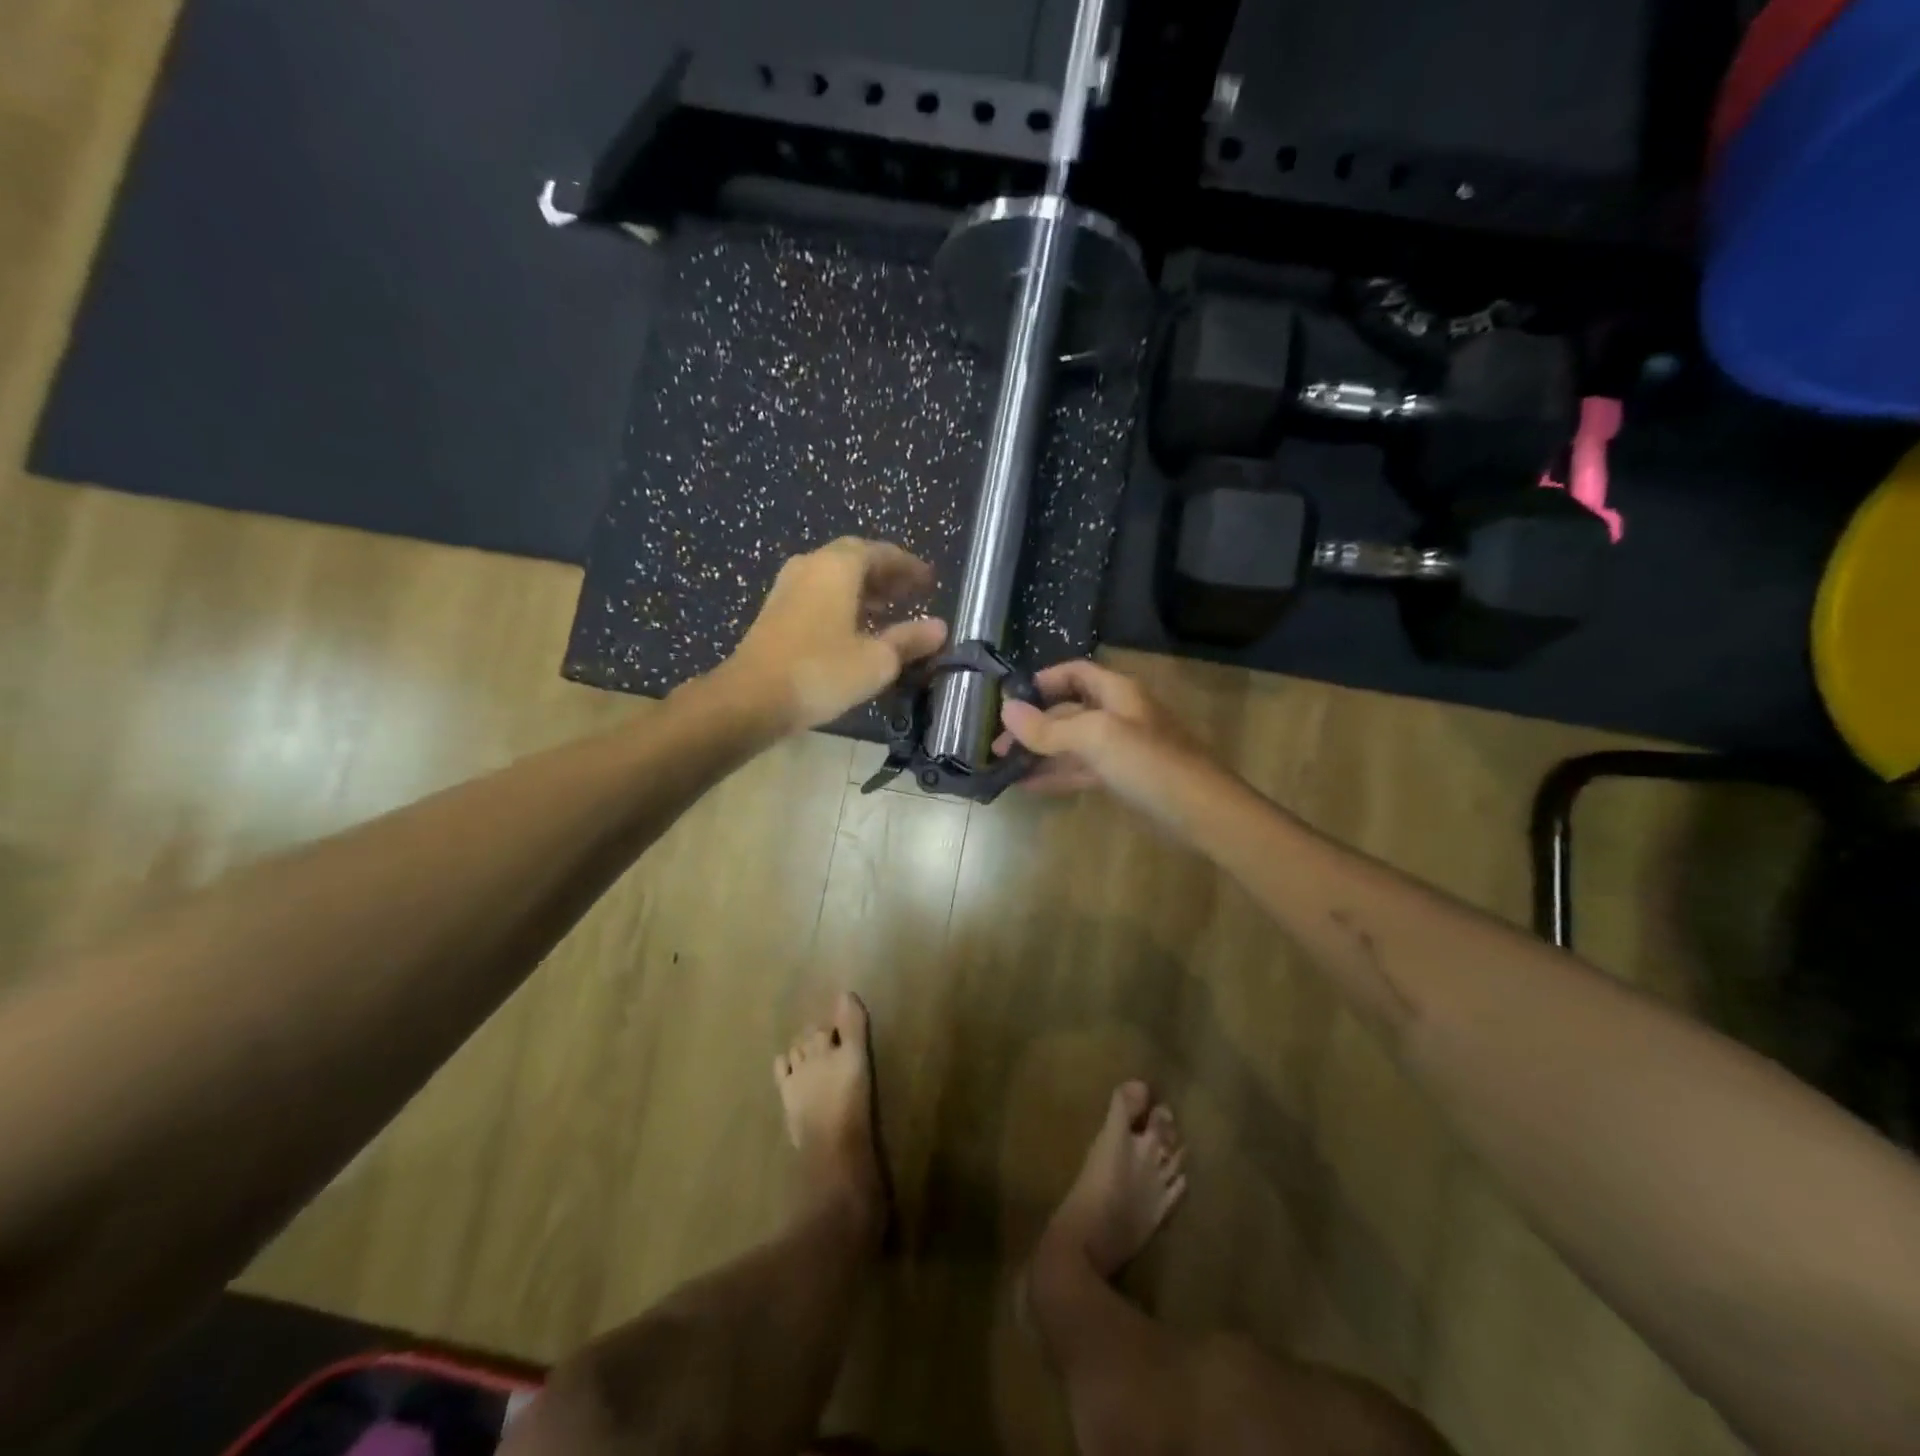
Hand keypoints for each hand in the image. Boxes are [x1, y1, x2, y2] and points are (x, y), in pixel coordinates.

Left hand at [720, 538, 947, 731]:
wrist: (751, 698)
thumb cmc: (821, 672)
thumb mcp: (876, 660)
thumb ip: (909, 640)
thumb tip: (939, 627)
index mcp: (838, 567)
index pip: (881, 552)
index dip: (908, 566)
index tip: (928, 581)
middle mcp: (811, 565)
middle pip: (854, 559)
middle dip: (885, 574)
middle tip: (910, 593)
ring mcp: (788, 587)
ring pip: (833, 577)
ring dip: (863, 589)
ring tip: (888, 611)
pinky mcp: (775, 611)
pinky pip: (818, 594)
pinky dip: (842, 602)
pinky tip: (854, 628)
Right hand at [992, 659, 1211, 811]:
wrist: (1200, 811)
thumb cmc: (1149, 762)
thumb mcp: (1096, 737)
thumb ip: (1049, 727)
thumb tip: (1005, 711)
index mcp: (1116, 692)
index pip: (1074, 672)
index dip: (1043, 680)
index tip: (1010, 699)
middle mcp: (1117, 714)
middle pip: (1068, 710)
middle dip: (1033, 724)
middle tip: (997, 743)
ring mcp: (1119, 748)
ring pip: (1071, 743)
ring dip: (1040, 752)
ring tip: (1004, 766)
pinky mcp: (1121, 778)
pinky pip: (1080, 770)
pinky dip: (1055, 774)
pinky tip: (1028, 785)